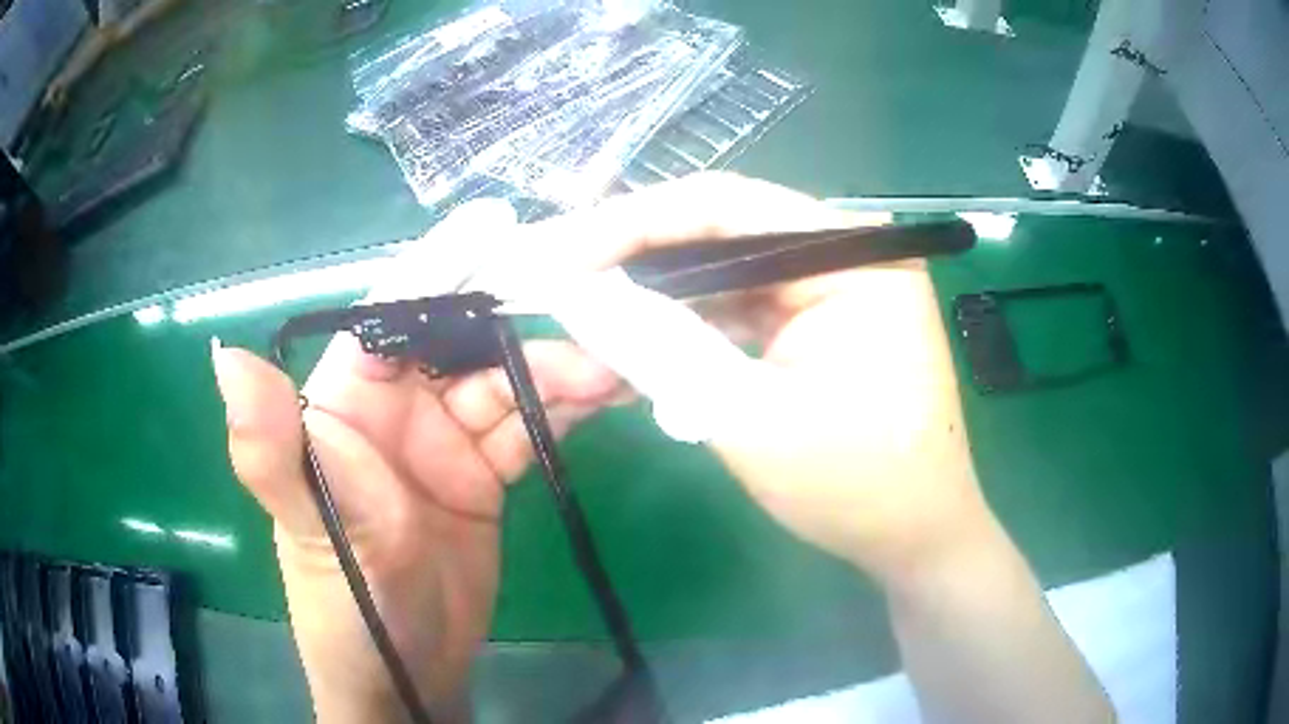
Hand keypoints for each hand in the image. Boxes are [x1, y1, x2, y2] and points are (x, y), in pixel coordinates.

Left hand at [212, 203, 621, 721]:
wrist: (406, 673)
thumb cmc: (345, 601)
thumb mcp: (311, 525)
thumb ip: (270, 446)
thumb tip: (227, 357)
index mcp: (345, 399)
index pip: (393, 313)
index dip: (442, 269)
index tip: (504, 229)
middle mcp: (396, 407)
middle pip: (464, 342)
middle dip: (524, 325)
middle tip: (593, 316)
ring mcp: (445, 442)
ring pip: (506, 384)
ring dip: (558, 371)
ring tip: (616, 365)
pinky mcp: (485, 476)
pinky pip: (529, 429)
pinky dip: (566, 412)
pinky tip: (605, 398)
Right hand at [486, 172, 990, 584]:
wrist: (915, 540)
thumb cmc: (857, 489)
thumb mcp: (750, 420)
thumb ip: (661, 350)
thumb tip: (578, 297)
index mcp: (854, 257)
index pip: (724, 208)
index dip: (629, 223)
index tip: (556, 253)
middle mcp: (848, 253)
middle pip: (721, 232)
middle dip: (634, 258)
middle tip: (555, 278)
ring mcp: (835, 286)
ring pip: (724, 271)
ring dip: (657, 296)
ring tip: (584, 312)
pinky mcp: (821, 320)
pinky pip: (741, 306)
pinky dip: (690, 325)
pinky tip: (640, 340)